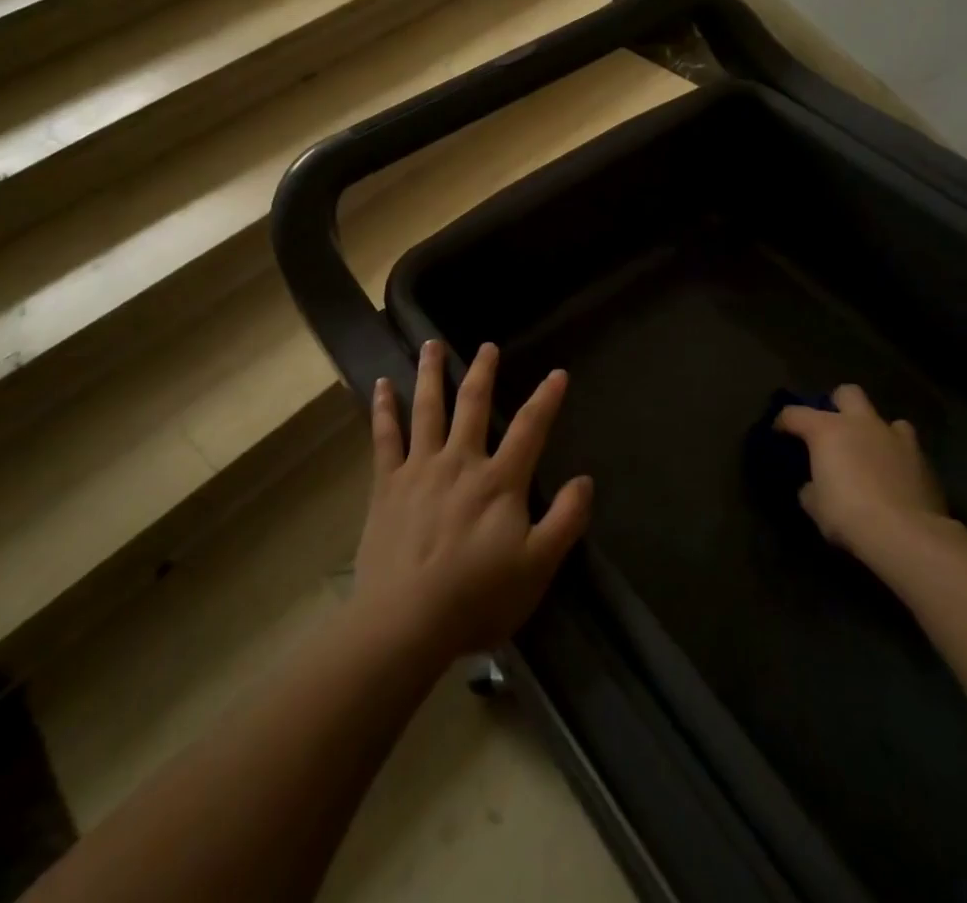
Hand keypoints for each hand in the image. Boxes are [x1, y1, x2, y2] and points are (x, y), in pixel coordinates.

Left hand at [351, 340, 593, 662]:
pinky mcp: (386, 484)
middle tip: (487, 346)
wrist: (406, 622)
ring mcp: (419, 468)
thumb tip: (585, 480)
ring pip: (427, 409)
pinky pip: (384, 437)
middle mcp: (460, 462)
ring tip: (431, 344)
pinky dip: (383, 408)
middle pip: (473, 404)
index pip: (529, 428)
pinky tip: (380, 385)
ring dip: (431, 373)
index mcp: (499, 481)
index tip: (557, 373)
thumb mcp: (536, 567)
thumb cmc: (477, 598)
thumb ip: (565, 521)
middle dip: (483, 372)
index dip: (546, 398)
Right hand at [777, 383, 946, 561]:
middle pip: (847, 393)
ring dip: (876, 432)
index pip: (795, 413)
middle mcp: (861, 424)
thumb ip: (811, 487)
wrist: (907, 535)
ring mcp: (896, 439)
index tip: (779, 433)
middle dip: (838, 405)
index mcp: (827, 429)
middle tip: (833, 429)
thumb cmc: (848, 514)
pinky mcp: (924, 462)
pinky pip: (908, 450)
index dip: (783, 422)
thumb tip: (814, 485)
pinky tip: (894, 479)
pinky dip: (898, 459)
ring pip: (886, 419)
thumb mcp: (814, 505)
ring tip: (871, 453)